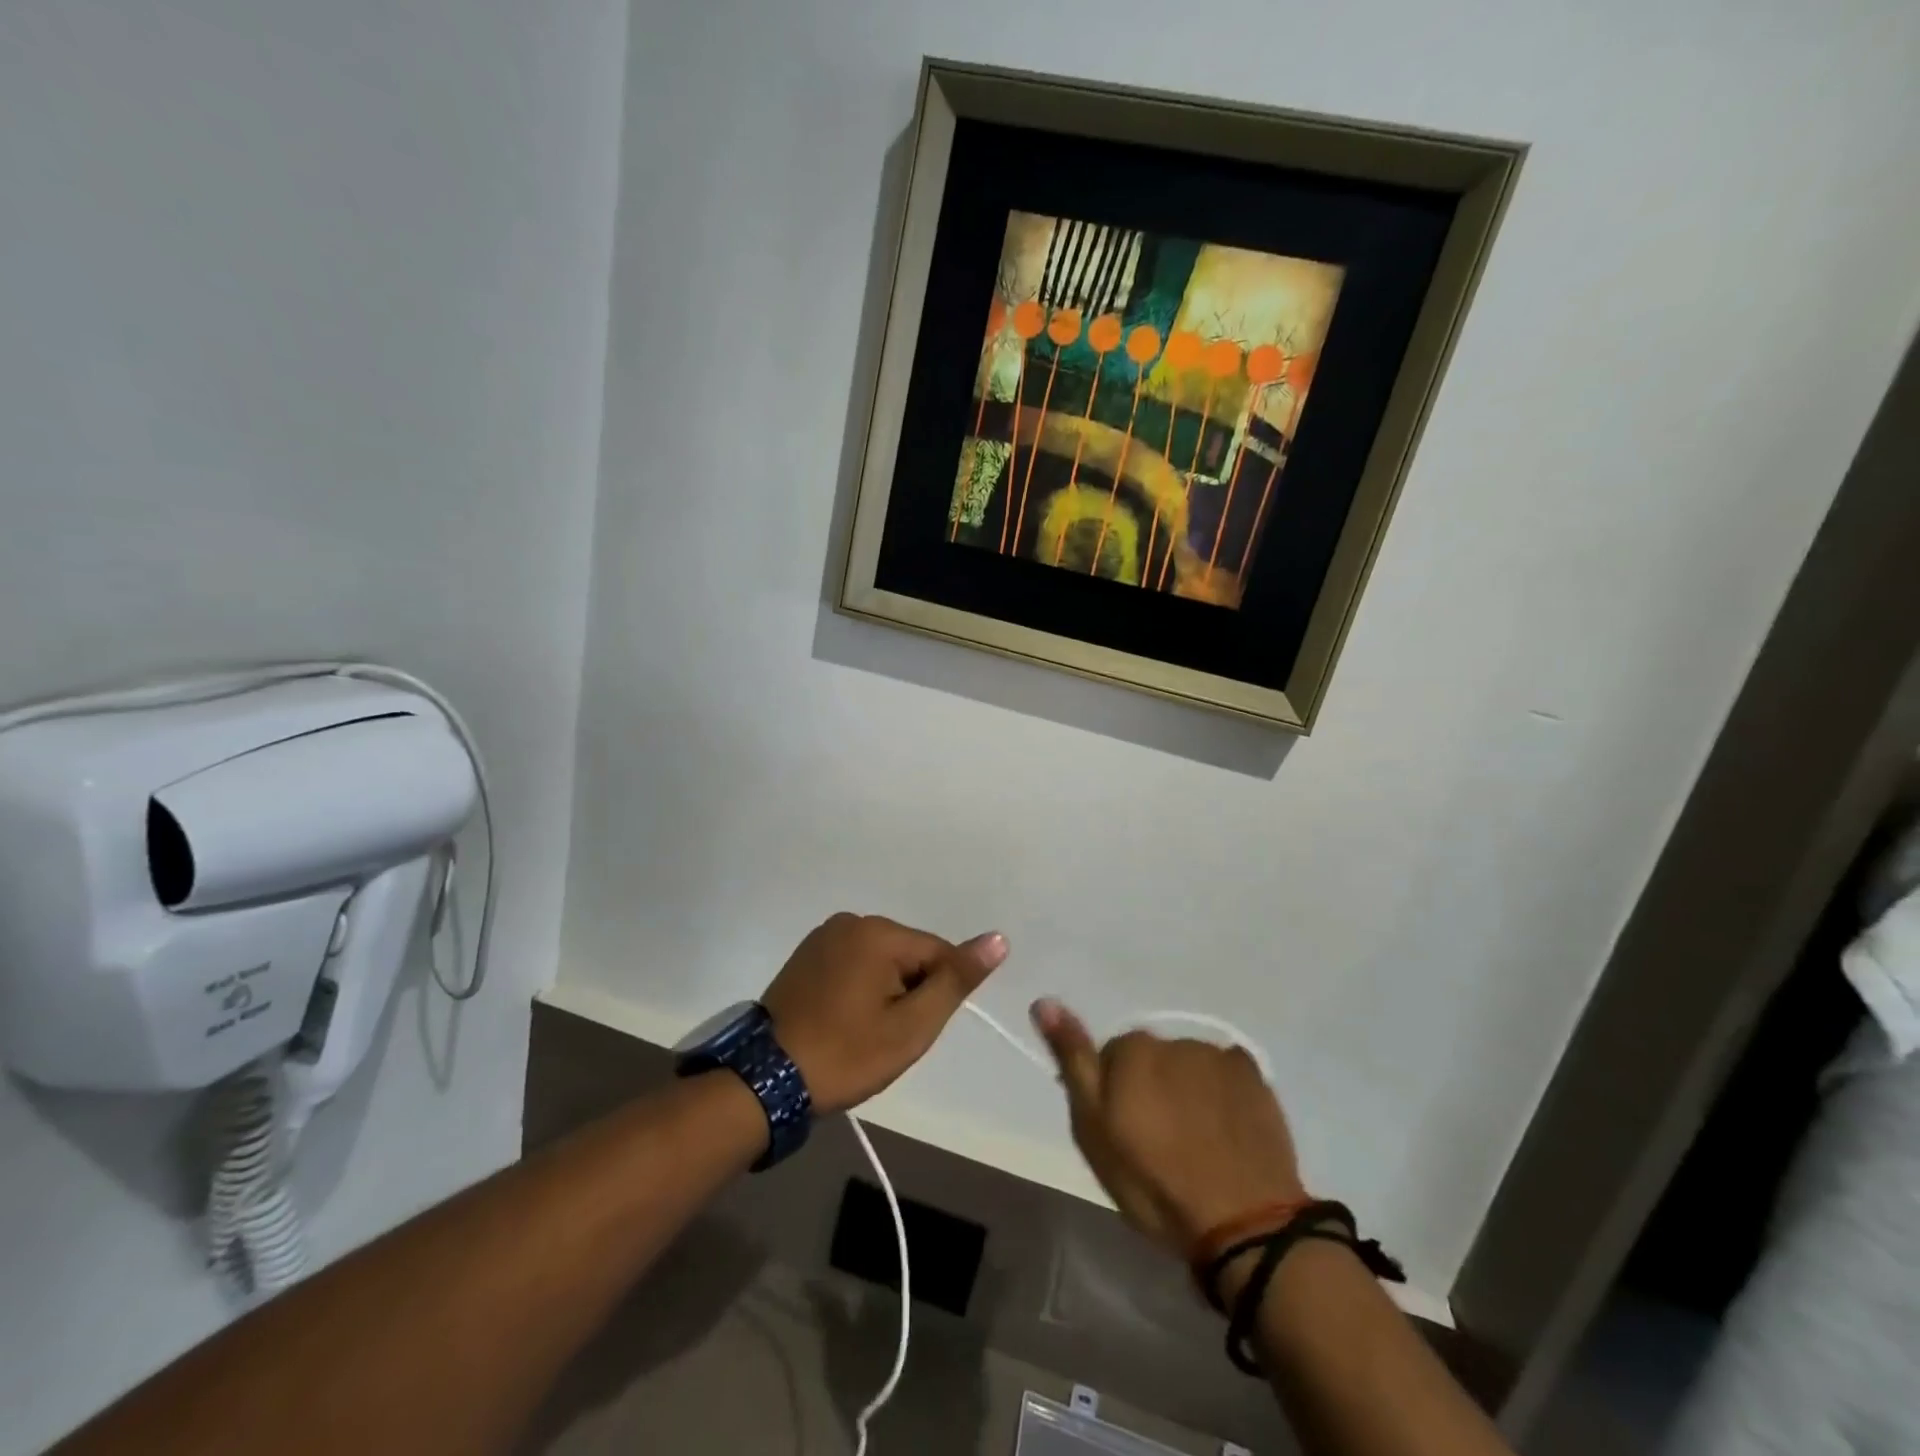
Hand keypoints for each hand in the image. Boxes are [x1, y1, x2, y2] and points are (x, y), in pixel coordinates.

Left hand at [761, 913, 1007, 1115]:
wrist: (766, 1080)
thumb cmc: (846, 1054)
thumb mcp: (911, 1026)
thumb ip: (956, 980)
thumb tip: (998, 938)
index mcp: (878, 932)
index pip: (938, 954)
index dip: (936, 995)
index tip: (913, 1030)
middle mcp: (851, 921)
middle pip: (909, 955)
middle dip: (909, 993)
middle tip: (886, 1038)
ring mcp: (824, 936)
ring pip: (881, 961)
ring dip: (885, 992)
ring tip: (862, 1033)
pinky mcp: (806, 954)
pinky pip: (853, 964)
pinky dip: (859, 990)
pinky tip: (843, 1021)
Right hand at [1032, 999, 1304, 1254]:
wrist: (1243, 1223)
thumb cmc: (1154, 1182)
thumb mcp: (1094, 1129)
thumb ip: (1073, 1061)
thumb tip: (1044, 1001)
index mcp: (1132, 1049)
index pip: (1111, 1057)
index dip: (1115, 1094)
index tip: (1124, 1132)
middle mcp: (1174, 1040)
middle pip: (1152, 1058)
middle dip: (1151, 1088)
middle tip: (1159, 1140)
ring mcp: (1218, 1057)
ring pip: (1188, 1066)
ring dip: (1186, 1090)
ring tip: (1196, 1141)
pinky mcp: (1255, 1078)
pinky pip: (1227, 1073)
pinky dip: (1221, 1093)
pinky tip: (1224, 1129)